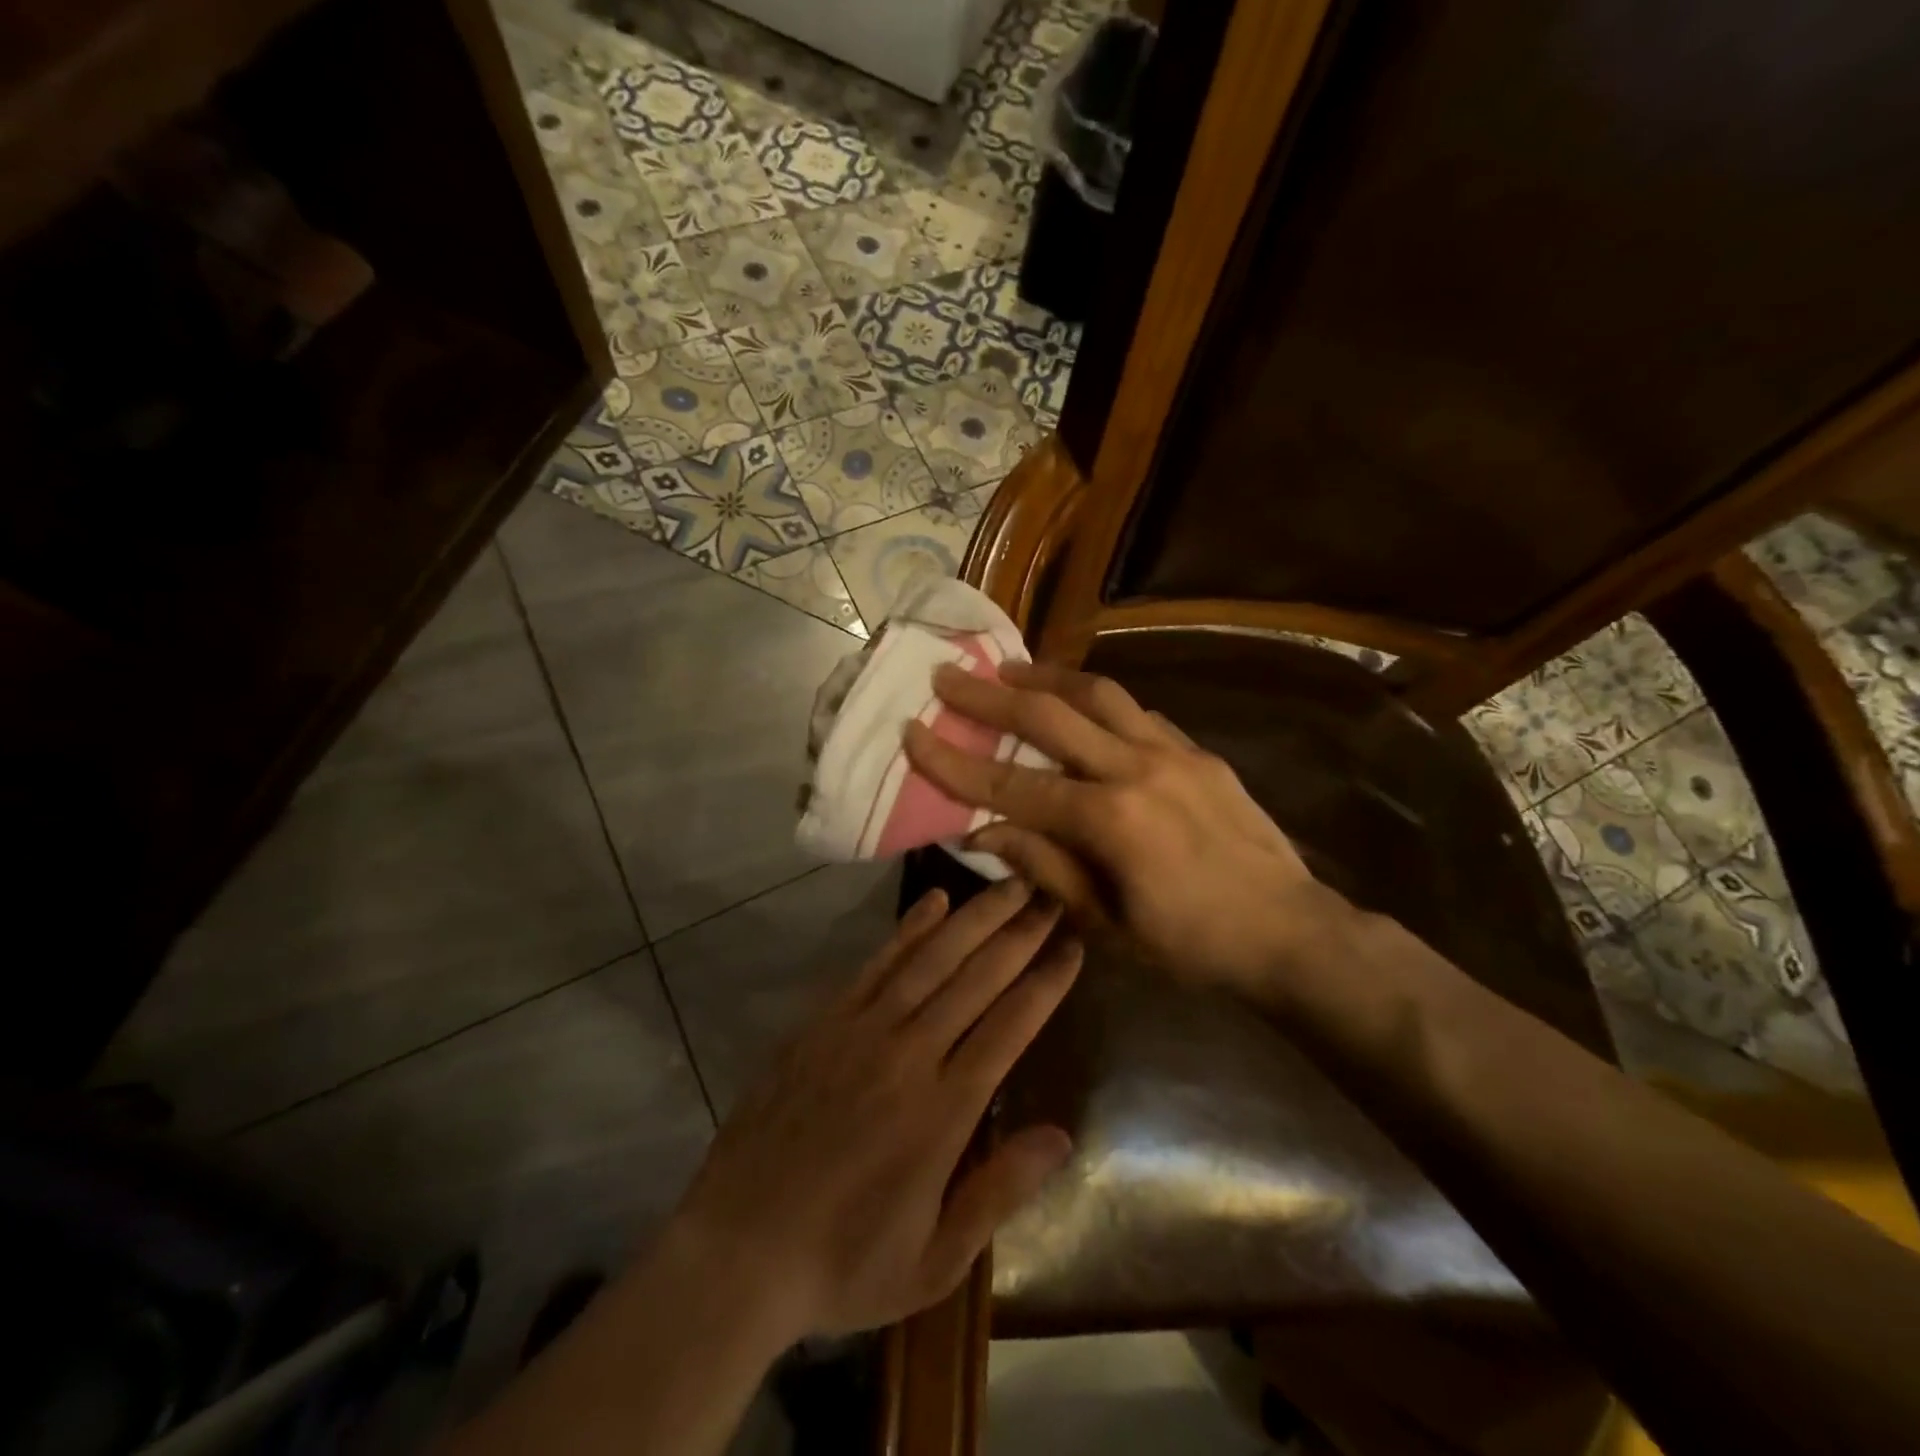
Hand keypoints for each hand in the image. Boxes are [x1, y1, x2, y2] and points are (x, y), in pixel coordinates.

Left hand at [667, 879, 1081, 1342]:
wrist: (737, 1250)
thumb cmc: (844, 1262)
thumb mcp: (935, 1259)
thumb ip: (1000, 1192)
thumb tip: (1062, 1135)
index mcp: (943, 1110)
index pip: (1010, 1025)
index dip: (1046, 981)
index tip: (1073, 944)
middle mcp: (908, 1054)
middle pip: (977, 978)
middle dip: (1020, 933)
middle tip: (1052, 893)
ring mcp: (861, 1030)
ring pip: (931, 959)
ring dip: (975, 918)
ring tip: (1009, 884)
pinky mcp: (824, 1022)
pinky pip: (876, 964)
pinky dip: (908, 929)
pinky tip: (934, 901)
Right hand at [903, 660, 1355, 997]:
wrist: (1291, 933)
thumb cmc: (1191, 945)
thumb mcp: (1106, 924)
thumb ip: (1044, 868)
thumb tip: (985, 829)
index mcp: (1108, 820)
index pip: (1012, 783)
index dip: (955, 760)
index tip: (913, 731)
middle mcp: (1136, 768)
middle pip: (1050, 714)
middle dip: (989, 695)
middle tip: (948, 675)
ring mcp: (1173, 752)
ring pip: (1099, 693)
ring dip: (1046, 676)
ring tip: (1009, 668)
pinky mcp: (1199, 751)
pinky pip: (1137, 712)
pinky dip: (1098, 701)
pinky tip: (1080, 703)